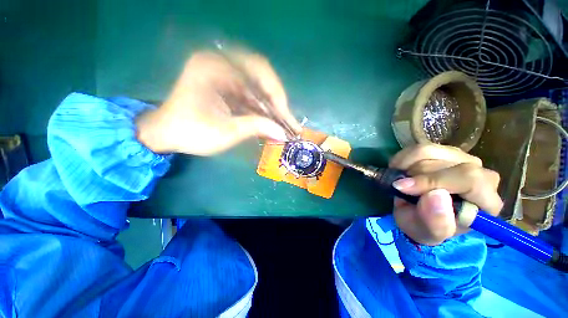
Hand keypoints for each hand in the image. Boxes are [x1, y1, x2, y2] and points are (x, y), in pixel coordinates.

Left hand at [136, 50, 300, 154]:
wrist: (167, 134)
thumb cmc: (191, 133)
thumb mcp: (226, 132)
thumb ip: (256, 128)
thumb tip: (283, 134)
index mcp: (214, 67)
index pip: (258, 70)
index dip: (276, 94)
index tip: (286, 116)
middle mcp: (220, 62)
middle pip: (262, 74)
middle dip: (277, 99)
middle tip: (287, 118)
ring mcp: (224, 73)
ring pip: (258, 85)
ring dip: (271, 105)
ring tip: (283, 122)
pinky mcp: (227, 85)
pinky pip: (251, 93)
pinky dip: (262, 107)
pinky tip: (270, 120)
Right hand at [389, 144, 502, 245]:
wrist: (418, 214)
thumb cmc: (425, 226)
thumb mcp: (426, 233)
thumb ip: (436, 222)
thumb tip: (435, 195)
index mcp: (486, 202)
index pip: (470, 180)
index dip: (433, 181)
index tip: (402, 187)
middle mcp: (481, 175)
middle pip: (446, 164)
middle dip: (415, 177)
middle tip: (400, 188)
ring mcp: (463, 159)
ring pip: (430, 151)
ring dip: (407, 167)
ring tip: (401, 180)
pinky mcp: (444, 151)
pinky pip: (418, 147)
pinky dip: (403, 159)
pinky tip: (402, 171)